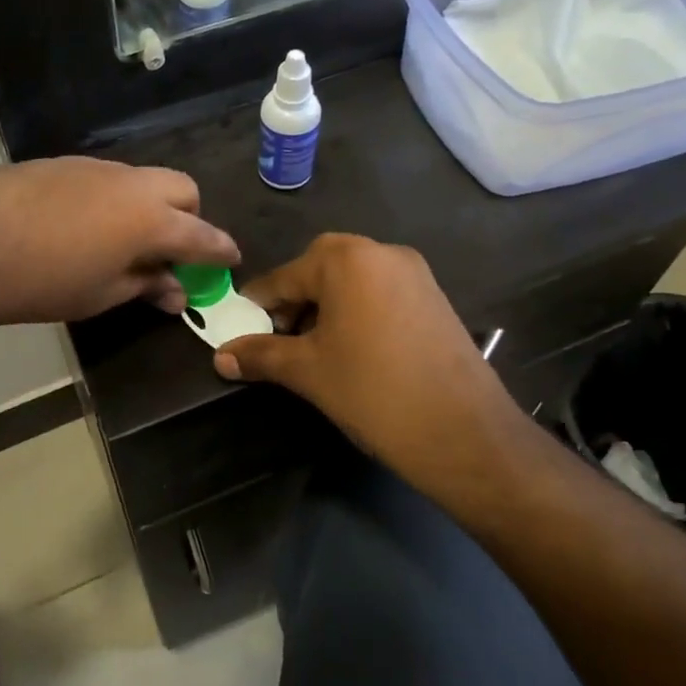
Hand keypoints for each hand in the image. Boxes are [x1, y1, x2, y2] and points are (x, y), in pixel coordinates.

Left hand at [0, 157, 238, 327]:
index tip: (230, 259)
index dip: (220, 249)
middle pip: (183, 188)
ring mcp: (96, 167)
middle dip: (189, 216)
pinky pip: (105, 178)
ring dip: (149, 205)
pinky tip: (81, 224)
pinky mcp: (62, 163)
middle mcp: (132, 183)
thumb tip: (175, 290)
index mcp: (151, 219)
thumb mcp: (100, 295)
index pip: (202, 234)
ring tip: (121, 239)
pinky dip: (112, 199)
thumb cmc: (41, 282)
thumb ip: (145, 286)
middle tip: (170, 250)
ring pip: (143, 179)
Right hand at [213, 234, 528, 490]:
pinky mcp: (434, 296)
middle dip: (294, 304)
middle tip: (282, 342)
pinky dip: (357, 312)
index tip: (239, 333)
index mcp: (346, 259)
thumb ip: (260, 355)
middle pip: (318, 270)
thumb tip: (220, 357)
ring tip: (315, 351)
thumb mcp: (307, 372)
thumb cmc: (373, 392)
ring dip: (325, 308)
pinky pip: (380, 293)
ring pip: (351, 281)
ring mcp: (414, 272)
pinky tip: (354, 350)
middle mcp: (381, 252)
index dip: (257, 307)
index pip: (283, 277)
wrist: (465, 433)